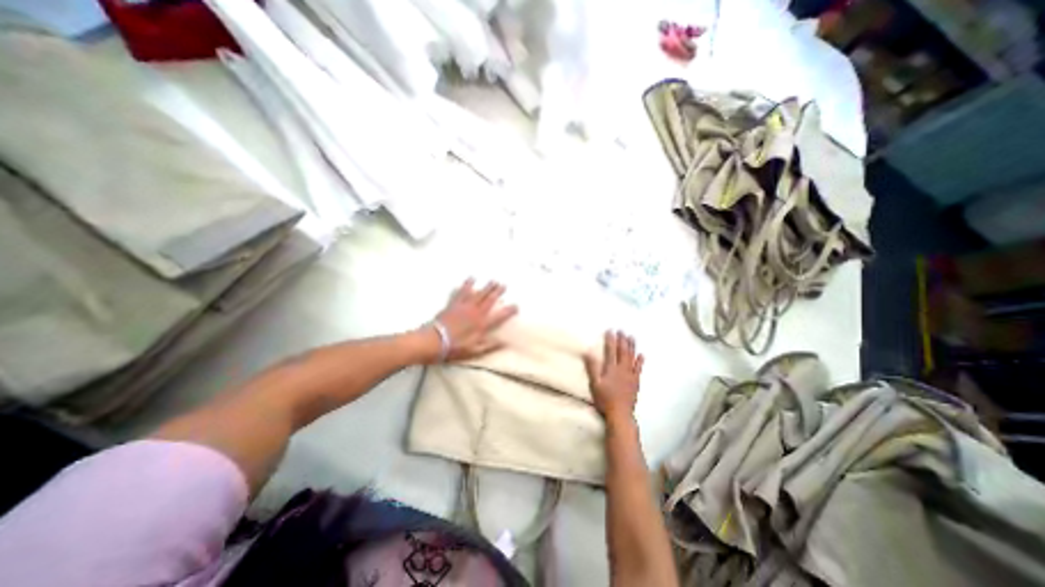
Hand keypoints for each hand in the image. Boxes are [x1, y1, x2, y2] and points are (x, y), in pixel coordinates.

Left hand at [432, 280, 518, 362]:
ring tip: (493, 280)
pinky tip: (471, 279)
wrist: (434, 341)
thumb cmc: (455, 348)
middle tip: (504, 285)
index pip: (499, 316)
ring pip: (478, 294)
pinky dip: (467, 285)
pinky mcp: (454, 304)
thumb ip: (490, 346)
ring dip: (486, 287)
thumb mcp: (474, 351)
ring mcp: (464, 307)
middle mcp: (475, 313)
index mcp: (482, 325)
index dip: (509, 310)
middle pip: (489, 300)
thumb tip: (505, 342)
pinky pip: (462, 292)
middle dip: (497, 292)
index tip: (516, 305)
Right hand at [584, 330, 640, 422]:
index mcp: (611, 368)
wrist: (620, 413)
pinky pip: (639, 369)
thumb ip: (592, 367)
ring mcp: (631, 375)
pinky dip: (640, 361)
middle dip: (622, 340)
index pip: (611, 350)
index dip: (610, 340)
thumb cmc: (605, 399)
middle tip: (622, 330)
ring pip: (632, 357)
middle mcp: (622, 369)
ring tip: (632, 337)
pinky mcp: (636, 382)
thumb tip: (588, 352)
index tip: (610, 330)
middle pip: (622, 351)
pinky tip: (642, 355)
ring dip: (632, 346)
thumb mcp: (595, 383)